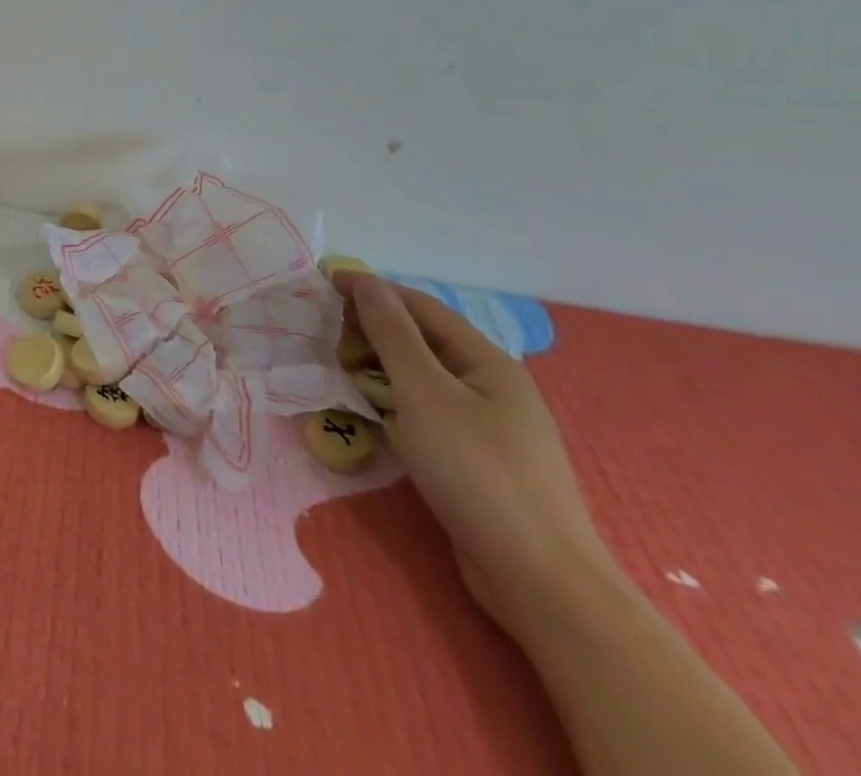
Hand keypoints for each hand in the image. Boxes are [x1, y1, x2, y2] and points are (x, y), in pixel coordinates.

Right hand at [335, 271, 616, 637]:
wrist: (539, 580)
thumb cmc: (478, 472)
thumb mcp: (424, 393)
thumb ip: (391, 333)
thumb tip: (364, 280)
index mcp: (487, 361)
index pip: (419, 306)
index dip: (370, 290)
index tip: (321, 284)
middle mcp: (490, 385)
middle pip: (421, 340)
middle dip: (370, 329)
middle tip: (321, 333)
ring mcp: (486, 425)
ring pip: (420, 378)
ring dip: (377, 366)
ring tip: (335, 369)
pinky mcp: (475, 459)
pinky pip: (424, 412)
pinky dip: (391, 401)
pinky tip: (367, 413)